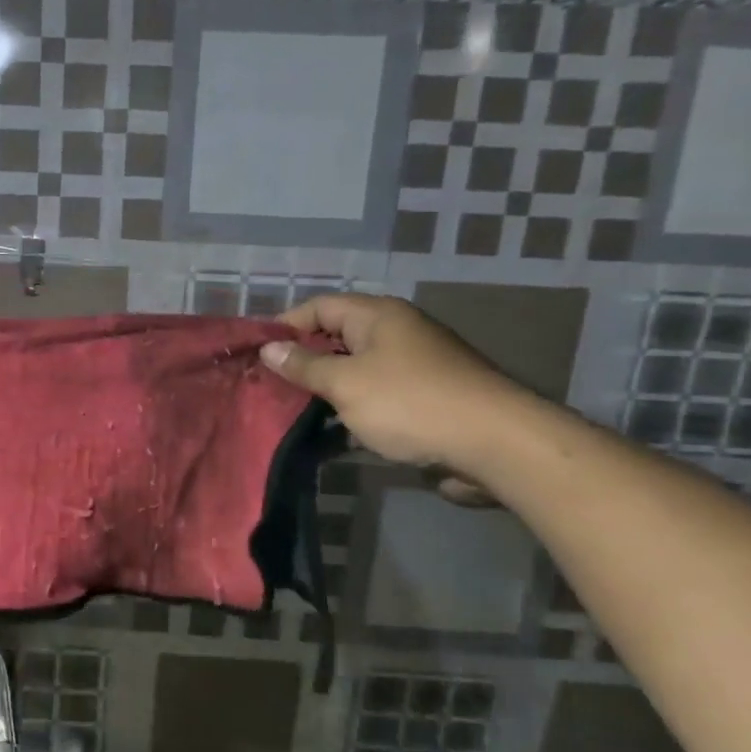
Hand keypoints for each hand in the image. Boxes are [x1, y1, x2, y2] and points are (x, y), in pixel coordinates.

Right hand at [260, 294, 532, 503]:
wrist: (494, 444)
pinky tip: (331, 435)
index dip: (285, 325)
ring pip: (355, 371)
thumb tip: (269, 348)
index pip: (319, 307)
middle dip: (302, 361)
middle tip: (268, 386)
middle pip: (336, 338)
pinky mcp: (424, 400)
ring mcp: (412, 367)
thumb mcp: (346, 383)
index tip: (256, 352)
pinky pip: (376, 397)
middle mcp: (395, 333)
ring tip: (290, 413)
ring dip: (326, 391)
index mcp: (377, 316)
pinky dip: (352, 411)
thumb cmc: (410, 403)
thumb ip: (305, 366)